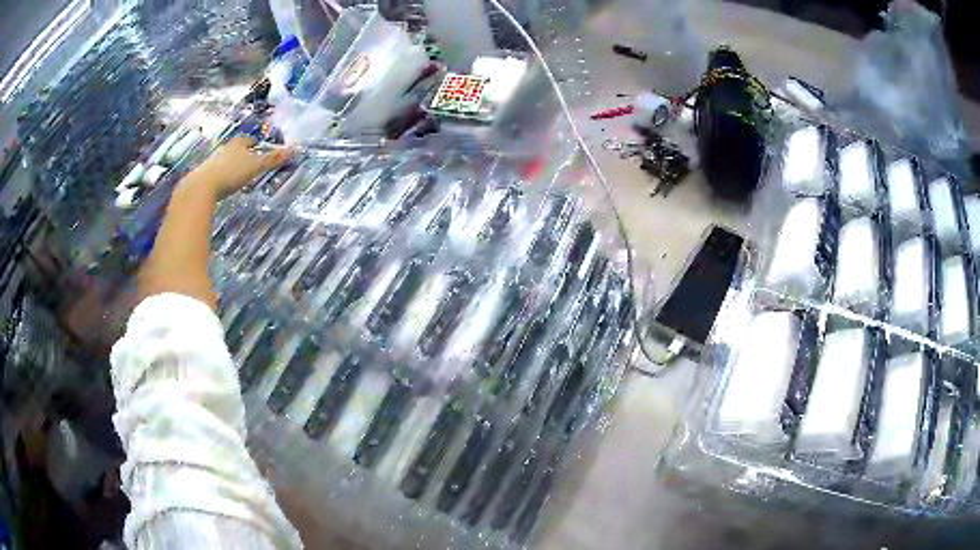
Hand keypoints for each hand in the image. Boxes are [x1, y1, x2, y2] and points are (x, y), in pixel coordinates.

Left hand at [189, 136, 292, 198]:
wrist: (201, 187)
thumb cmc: (230, 173)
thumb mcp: (255, 166)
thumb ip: (272, 159)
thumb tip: (293, 149)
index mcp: (237, 144)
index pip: (248, 140)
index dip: (255, 143)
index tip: (259, 146)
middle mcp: (225, 149)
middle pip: (236, 149)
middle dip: (243, 153)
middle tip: (250, 160)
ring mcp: (212, 162)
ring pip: (226, 160)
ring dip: (232, 165)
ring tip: (238, 173)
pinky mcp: (204, 176)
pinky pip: (217, 173)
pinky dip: (222, 176)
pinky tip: (225, 185)